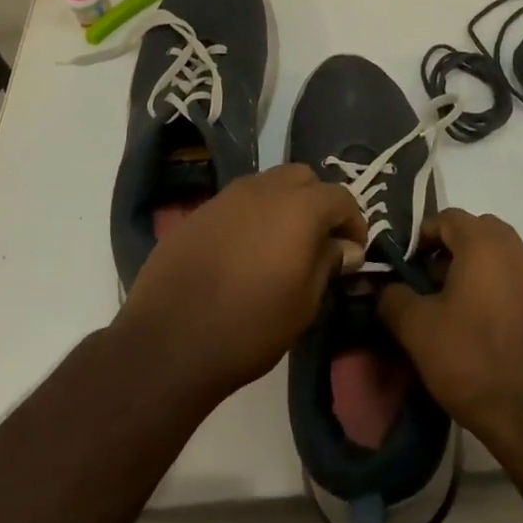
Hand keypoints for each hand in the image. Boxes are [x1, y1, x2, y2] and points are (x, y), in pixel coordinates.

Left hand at [116, 164, 367, 405]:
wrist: (168, 343)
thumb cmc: (250, 327)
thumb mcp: (304, 303)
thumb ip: (328, 264)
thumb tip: (347, 247)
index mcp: (300, 207)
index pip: (341, 198)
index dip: (353, 222)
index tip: (353, 250)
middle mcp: (265, 188)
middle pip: (303, 178)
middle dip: (317, 202)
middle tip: (318, 240)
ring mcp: (227, 196)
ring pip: (268, 185)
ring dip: (282, 205)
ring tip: (279, 245)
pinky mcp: (199, 212)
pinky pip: (237, 203)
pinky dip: (250, 217)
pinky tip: (242, 253)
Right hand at [378, 209, 522, 456]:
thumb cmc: (474, 362)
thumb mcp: (417, 331)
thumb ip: (393, 298)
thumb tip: (386, 287)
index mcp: (484, 243)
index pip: (447, 217)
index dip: (422, 237)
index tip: (406, 267)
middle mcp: (517, 249)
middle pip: (477, 233)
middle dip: (451, 251)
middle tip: (430, 286)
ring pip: (501, 258)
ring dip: (477, 272)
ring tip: (457, 312)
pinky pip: (520, 285)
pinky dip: (501, 294)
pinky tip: (490, 332)